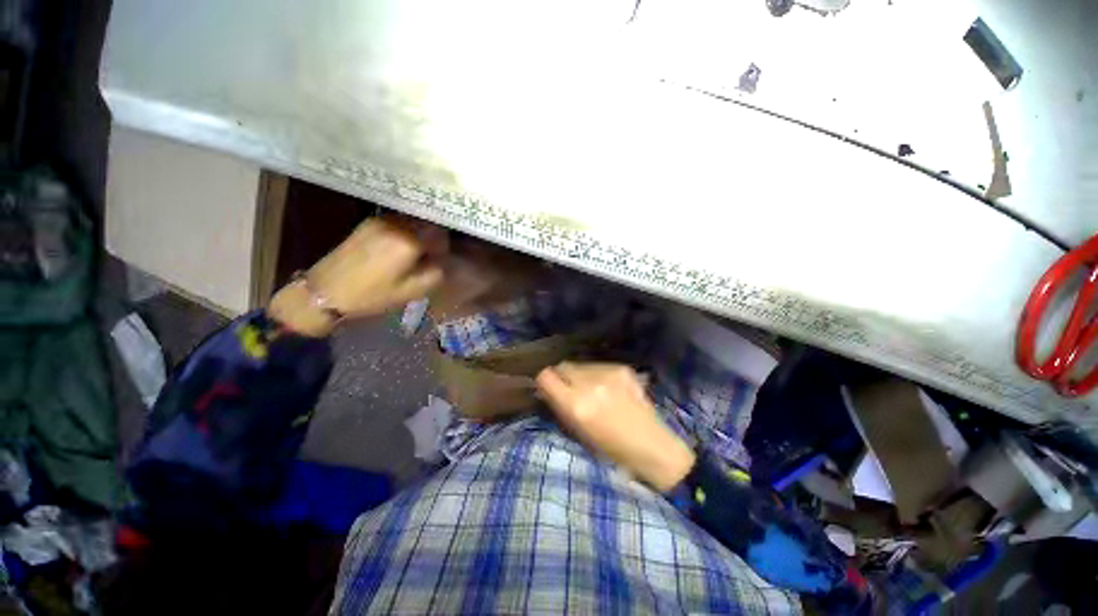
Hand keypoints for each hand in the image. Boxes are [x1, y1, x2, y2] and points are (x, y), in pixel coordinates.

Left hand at [270, 217, 446, 335]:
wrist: (326, 291)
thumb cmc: (373, 295)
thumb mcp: (413, 291)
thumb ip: (436, 272)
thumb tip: (441, 259)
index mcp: (408, 241)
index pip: (440, 234)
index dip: (442, 248)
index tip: (436, 261)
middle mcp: (396, 224)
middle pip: (426, 224)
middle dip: (432, 239)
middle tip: (426, 257)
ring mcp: (380, 220)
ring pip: (412, 221)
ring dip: (418, 234)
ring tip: (410, 254)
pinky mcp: (368, 223)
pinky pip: (397, 222)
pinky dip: (404, 232)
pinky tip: (394, 249)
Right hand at [536, 362, 695, 491]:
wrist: (652, 446)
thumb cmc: (611, 450)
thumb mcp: (578, 433)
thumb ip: (559, 407)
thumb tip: (546, 390)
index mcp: (576, 404)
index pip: (546, 376)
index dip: (544, 381)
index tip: (548, 388)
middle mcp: (590, 384)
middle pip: (563, 365)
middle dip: (562, 376)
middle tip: (570, 389)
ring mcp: (608, 373)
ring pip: (581, 364)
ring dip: (580, 375)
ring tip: (592, 390)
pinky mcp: (622, 368)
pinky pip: (598, 366)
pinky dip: (597, 375)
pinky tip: (609, 389)